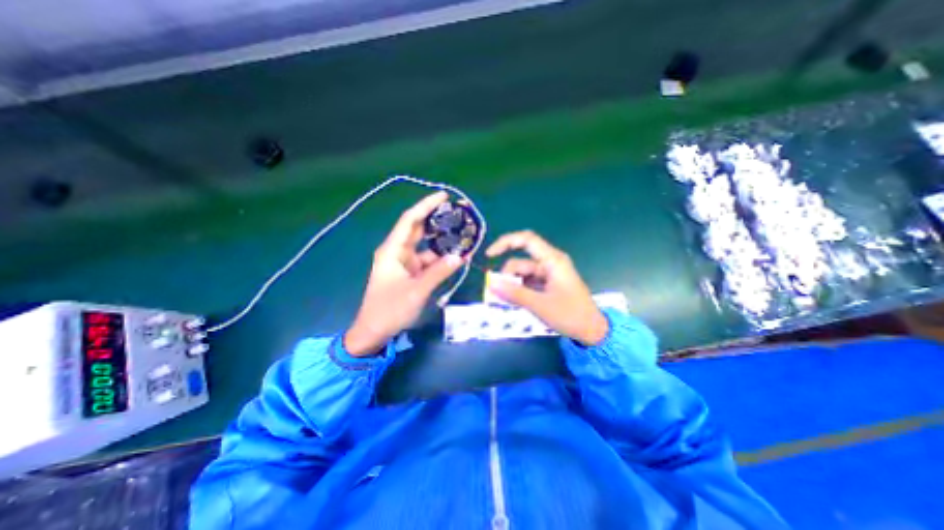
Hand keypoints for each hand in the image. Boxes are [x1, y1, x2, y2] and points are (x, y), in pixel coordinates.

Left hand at [346, 191, 464, 354]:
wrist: (374, 331)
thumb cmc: (389, 310)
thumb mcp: (416, 291)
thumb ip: (439, 273)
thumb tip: (460, 256)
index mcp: (393, 250)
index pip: (410, 220)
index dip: (426, 206)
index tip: (444, 196)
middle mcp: (398, 252)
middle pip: (419, 229)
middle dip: (437, 220)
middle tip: (458, 214)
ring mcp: (405, 263)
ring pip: (426, 246)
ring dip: (442, 242)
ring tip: (463, 234)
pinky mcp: (411, 273)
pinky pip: (428, 261)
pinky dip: (441, 258)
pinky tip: (456, 256)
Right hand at [482, 230, 608, 344]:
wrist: (592, 331)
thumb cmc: (570, 315)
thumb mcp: (540, 305)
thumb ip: (514, 294)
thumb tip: (491, 284)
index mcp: (552, 260)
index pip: (526, 240)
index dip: (505, 243)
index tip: (489, 255)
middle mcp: (549, 263)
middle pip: (520, 262)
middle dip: (506, 277)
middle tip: (495, 295)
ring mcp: (549, 274)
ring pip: (522, 274)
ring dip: (511, 286)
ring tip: (504, 303)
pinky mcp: (548, 285)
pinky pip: (527, 283)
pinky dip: (519, 291)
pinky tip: (514, 303)